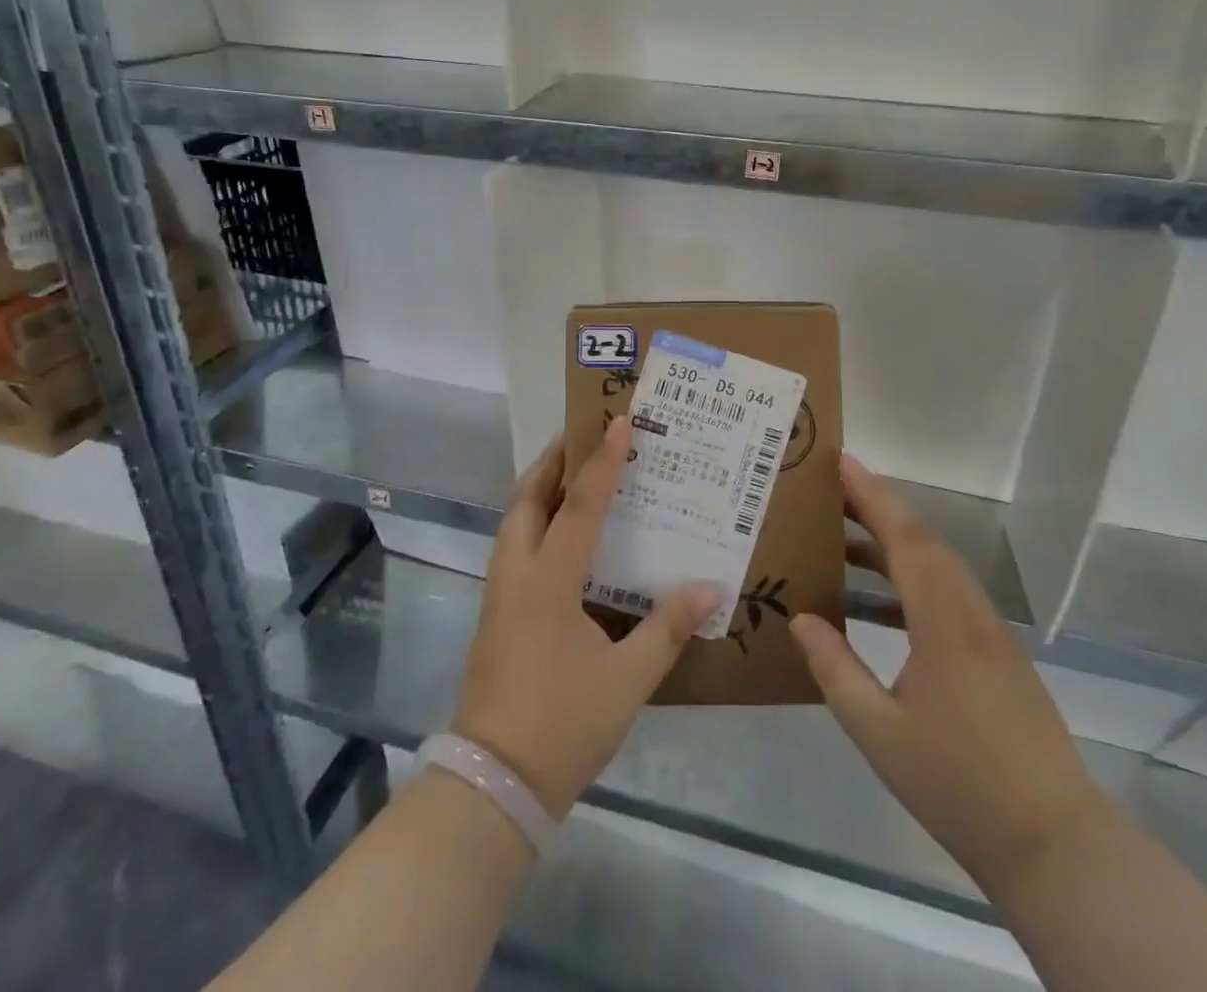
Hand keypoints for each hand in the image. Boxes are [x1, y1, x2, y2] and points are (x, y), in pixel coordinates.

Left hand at [451, 417, 719, 820]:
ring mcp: (498, 595)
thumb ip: (668, 628)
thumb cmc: (564, 724)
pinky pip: (513, 547)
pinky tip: (560, 538)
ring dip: (539, 490)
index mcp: (549, 582)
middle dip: (552, 462)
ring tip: (570, 474)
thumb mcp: (627, 679)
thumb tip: (711, 589)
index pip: (581, 506)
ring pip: (514, 522)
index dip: (603, 462)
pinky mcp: (494, 615)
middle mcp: (517, 575)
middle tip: (582, 436)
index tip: (620, 422)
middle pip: (527, 499)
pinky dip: (534, 522)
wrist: (494, 783)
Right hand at [788, 456, 1110, 897]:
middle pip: (923, 541)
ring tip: (843, 541)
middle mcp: (970, 613)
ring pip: (938, 566)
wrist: (1055, 845)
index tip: (843, 462)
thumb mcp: (879, 733)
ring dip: (893, 542)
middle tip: (830, 492)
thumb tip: (800, 618)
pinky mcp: (998, 655)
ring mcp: (990, 633)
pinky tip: (880, 605)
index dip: (872, 496)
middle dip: (877, 508)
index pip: (905, 538)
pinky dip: (911, 578)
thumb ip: (835, 669)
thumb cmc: (960, 785)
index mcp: (943, 622)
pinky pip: (949, 593)